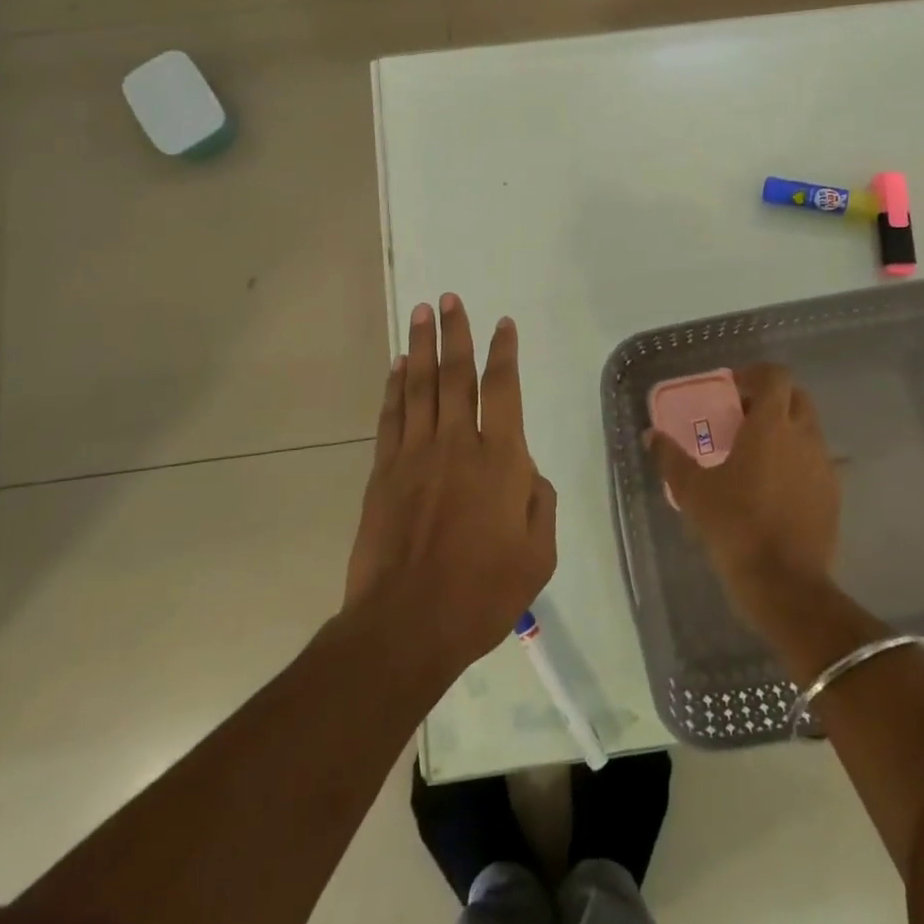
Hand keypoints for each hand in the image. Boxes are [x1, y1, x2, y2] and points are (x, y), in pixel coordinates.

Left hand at [345, 295, 556, 670]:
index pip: (503, 390)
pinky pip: (391, 417)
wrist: (407, 625)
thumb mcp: (538, 555)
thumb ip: (540, 503)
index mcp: (500, 460)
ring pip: (419, 386)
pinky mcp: (383, 472)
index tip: (503, 324)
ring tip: (422, 312)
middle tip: (450, 298)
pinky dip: (394, 387)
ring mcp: (415, 455)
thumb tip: (527, 472)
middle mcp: (457, 444)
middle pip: (456, 375)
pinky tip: (396, 366)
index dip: (504, 352)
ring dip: (421, 346)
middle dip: (455, 333)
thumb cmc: (482, 594)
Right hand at [647, 363, 839, 617]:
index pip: (776, 376)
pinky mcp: (833, 494)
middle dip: (772, 399)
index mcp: (771, 426)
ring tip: (756, 454)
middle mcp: (804, 436)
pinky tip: (775, 487)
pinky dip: (797, 460)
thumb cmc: (734, 527)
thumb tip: (651, 436)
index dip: (755, 374)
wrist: (784, 584)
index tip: (733, 388)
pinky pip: (816, 461)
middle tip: (742, 417)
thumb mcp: (692, 491)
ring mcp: (824, 465)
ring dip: (786, 429)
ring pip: (808, 429)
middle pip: (796, 397)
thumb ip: (670, 457)